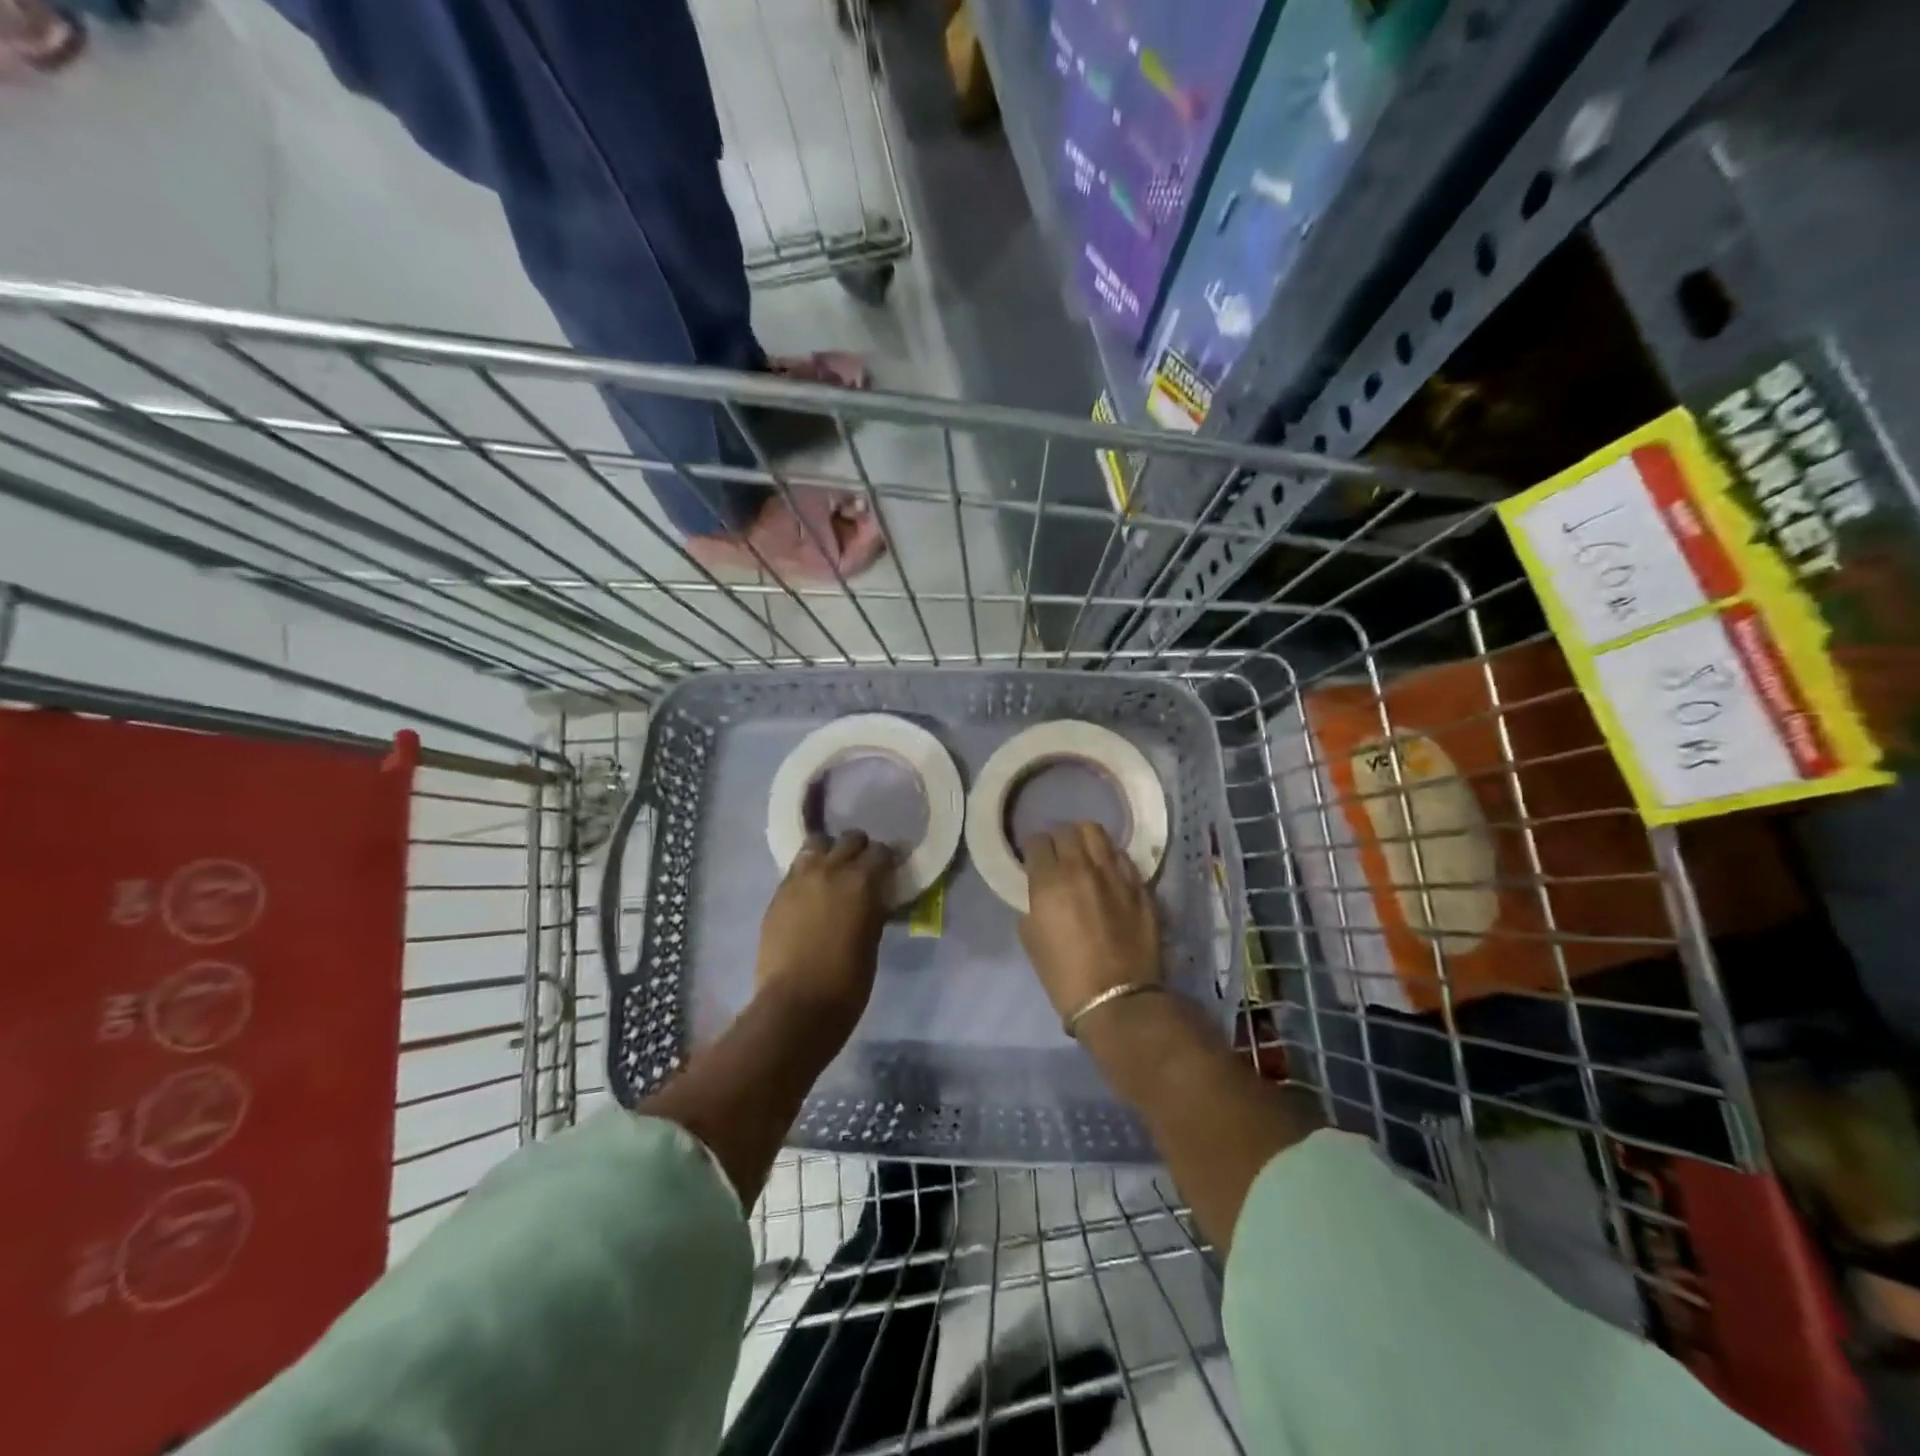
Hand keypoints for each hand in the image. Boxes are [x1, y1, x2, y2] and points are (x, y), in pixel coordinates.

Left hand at [756, 830, 895, 1029]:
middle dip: (859, 850)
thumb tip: (875, 897)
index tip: (890, 870)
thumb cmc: (847, 981)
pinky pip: (796, 869)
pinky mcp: (778, 894)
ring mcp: (799, 879)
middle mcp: (829, 869)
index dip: (887, 860)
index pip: (880, 852)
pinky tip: (812, 891)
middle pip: (849, 840)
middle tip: (863, 869)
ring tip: (833, 871)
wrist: (796, 1004)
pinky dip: (808, 872)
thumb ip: (873, 908)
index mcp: (860, 881)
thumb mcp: (872, 940)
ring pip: (816, 845)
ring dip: (829, 853)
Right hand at [1018, 823, 1161, 1024]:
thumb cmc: (1064, 975)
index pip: (1037, 842)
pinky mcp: (1139, 886)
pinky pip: (1122, 857)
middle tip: (1057, 855)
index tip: (1034, 860)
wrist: (1117, 999)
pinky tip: (1107, 872)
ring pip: (1097, 833)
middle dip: (1058, 840)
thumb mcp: (1032, 938)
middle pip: (1067, 831)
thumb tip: (1043, 893)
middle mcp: (1082, 868)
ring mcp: (1115, 874)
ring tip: (1083, 853)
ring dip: (1084, 839)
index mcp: (1050, 881)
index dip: (1033, 849)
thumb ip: (1035, 904)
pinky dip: (1110, 858)